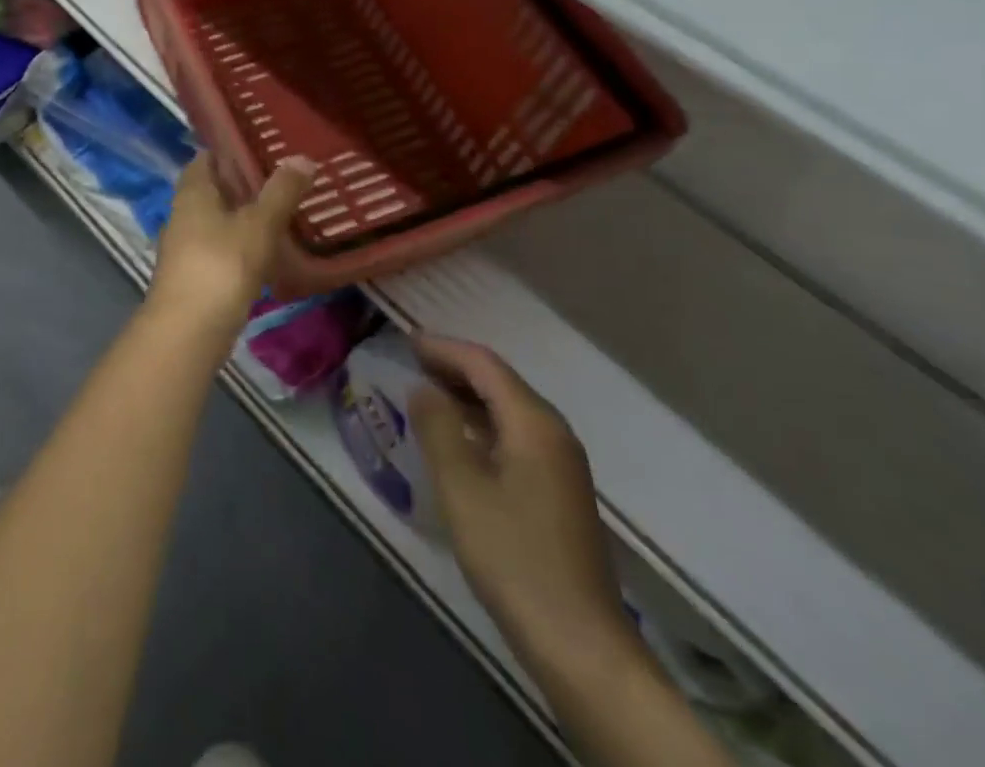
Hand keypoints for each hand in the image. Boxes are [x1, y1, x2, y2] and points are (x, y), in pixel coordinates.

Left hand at [148, 154, 315, 340]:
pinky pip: (220, 247)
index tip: (265, 145)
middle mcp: (183, 212)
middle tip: (284, 178)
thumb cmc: (222, 265)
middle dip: (244, 184)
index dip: (233, 148)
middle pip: (214, 188)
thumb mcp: (259, 224)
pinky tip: (268, 251)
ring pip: (217, 219)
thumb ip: (281, 191)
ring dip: (244, 215)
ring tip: (283, 212)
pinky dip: (241, 243)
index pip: (208, 156)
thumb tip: (302, 157)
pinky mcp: (194, 274)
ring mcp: (185, 245)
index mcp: (193, 191)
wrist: (189, 331)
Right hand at [409, 337, 633, 672]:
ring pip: (508, 409)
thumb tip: (422, 388)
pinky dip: (481, 424)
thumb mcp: (461, 487)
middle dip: (454, 367)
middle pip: (500, 382)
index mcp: (534, 423)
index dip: (443, 348)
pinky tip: (457, 439)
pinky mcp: (558, 491)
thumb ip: (437, 428)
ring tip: (424, 393)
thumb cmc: (513, 556)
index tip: (405, 340)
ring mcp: (561, 464)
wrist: (579, 643)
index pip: (484, 365)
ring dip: (466, 395)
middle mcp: (554, 433)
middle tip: (409, 362)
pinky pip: (515, 435)